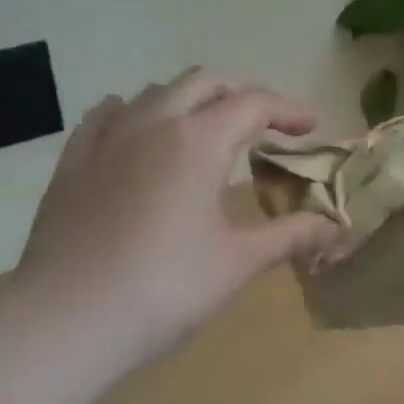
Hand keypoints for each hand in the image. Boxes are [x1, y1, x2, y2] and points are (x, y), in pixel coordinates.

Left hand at [12, 70, 338, 374]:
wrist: (67, 321)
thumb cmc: (165, 289)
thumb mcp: (238, 263)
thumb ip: (291, 236)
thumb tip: (336, 227)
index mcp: (197, 141)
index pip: (253, 104)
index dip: (288, 110)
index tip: (311, 128)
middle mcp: (151, 124)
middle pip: (204, 83)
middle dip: (242, 92)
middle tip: (267, 121)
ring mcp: (105, 140)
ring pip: (155, 93)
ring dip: (192, 99)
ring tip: (209, 128)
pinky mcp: (72, 164)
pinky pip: (106, 116)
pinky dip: (135, 112)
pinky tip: (137, 129)